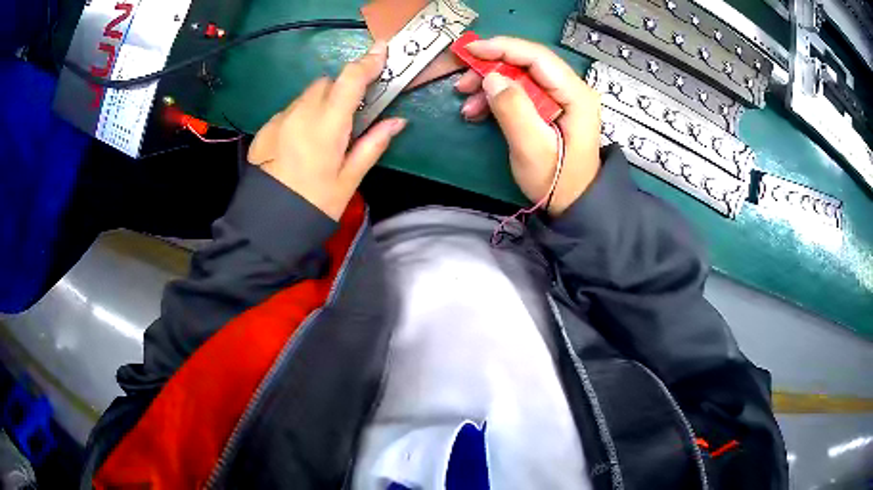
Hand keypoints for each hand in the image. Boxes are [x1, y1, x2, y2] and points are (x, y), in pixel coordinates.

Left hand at [248, 41, 406, 220]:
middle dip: (341, 90)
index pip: (350, 81)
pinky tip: (299, 144)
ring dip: (320, 103)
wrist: (268, 225)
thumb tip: (397, 122)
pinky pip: (289, 111)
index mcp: (327, 126)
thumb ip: (373, 145)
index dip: (368, 62)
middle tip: (349, 116)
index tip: (381, 51)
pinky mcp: (265, 129)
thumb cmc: (315, 205)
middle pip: (326, 83)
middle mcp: (301, 114)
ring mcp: (279, 120)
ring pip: (306, 96)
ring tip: (322, 134)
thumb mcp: (349, 179)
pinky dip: (300, 116)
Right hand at [455, 37, 601, 215]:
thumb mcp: (531, 148)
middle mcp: (571, 89)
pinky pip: (520, 92)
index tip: (470, 51)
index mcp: (575, 94)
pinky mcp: (551, 106)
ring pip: (520, 76)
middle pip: (527, 63)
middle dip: (491, 69)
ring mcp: (561, 97)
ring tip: (468, 105)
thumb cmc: (556, 180)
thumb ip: (513, 110)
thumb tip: (492, 78)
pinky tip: (479, 111)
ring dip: (490, 85)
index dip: (502, 48)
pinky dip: (497, 98)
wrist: (572, 203)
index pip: (537, 57)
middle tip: (463, 83)